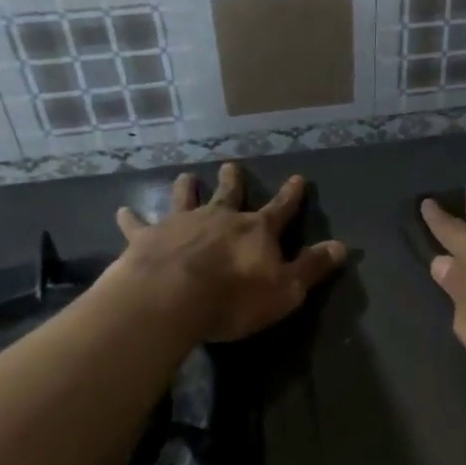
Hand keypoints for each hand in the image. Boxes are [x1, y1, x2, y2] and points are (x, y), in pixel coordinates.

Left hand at [114, 163, 346, 341]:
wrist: (171, 298)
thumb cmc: (234, 298)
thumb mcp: (286, 289)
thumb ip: (312, 267)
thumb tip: (343, 246)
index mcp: (255, 231)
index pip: (281, 209)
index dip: (291, 195)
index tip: (298, 178)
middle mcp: (219, 218)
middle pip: (229, 195)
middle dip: (233, 181)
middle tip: (230, 166)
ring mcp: (181, 224)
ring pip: (185, 199)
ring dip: (187, 188)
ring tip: (187, 177)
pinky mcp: (147, 238)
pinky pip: (138, 224)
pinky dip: (131, 218)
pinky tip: (122, 211)